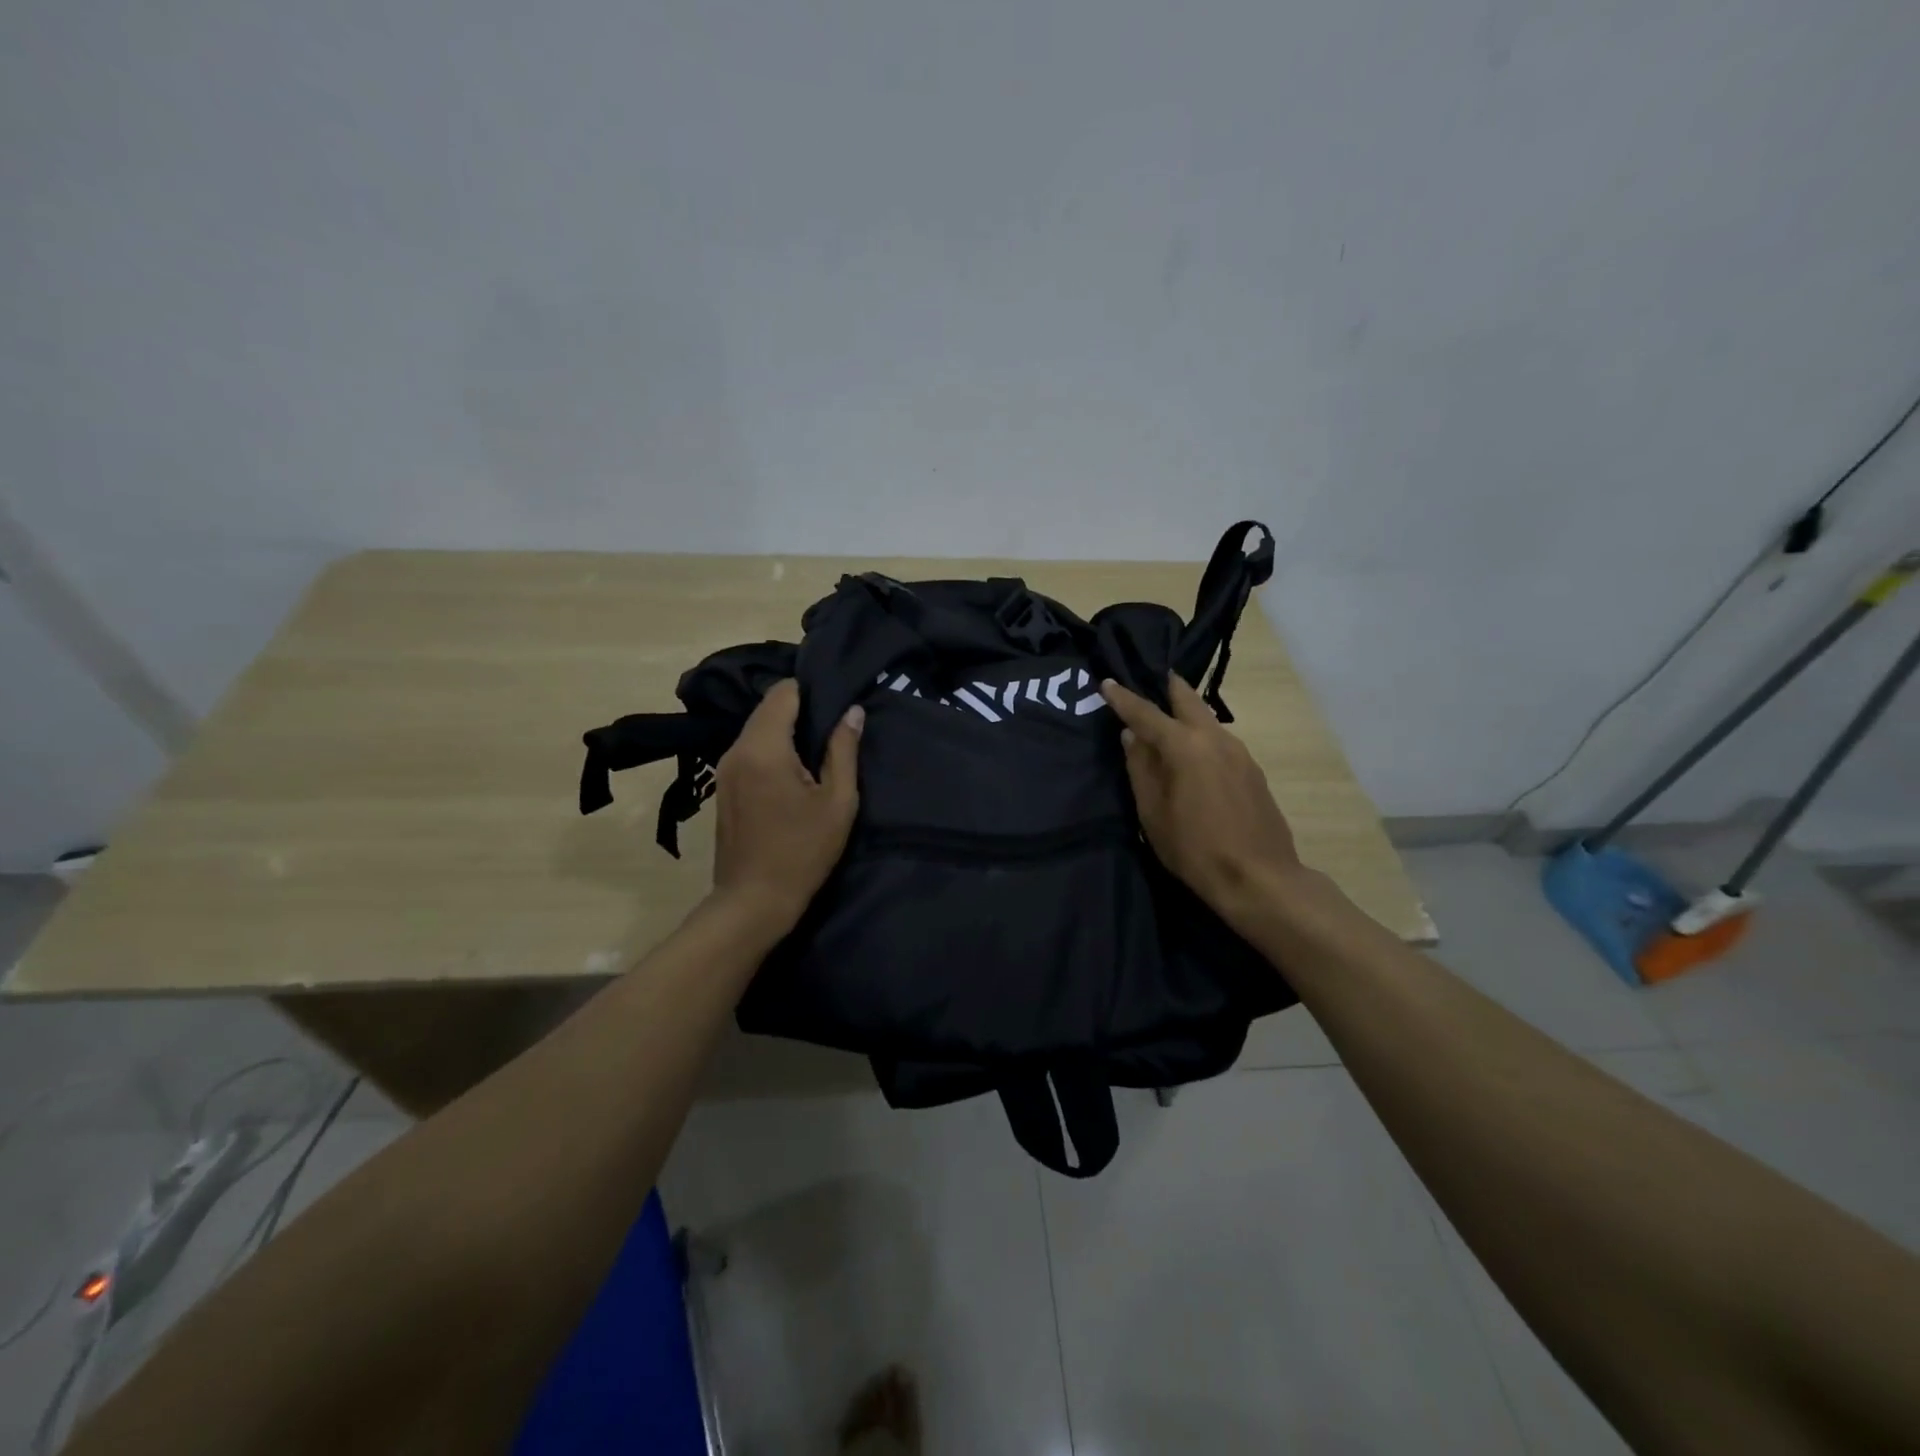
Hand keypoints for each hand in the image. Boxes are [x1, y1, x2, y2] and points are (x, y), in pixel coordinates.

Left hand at [711, 680, 862, 926]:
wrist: (754, 900)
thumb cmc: (803, 851)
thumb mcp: (838, 802)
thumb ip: (843, 750)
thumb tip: (852, 711)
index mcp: (764, 748)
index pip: (783, 693)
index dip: (811, 690)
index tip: (837, 703)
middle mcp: (737, 749)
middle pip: (767, 708)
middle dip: (799, 710)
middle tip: (833, 727)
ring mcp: (724, 767)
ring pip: (757, 728)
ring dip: (785, 730)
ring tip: (817, 749)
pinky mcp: (722, 784)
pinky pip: (749, 749)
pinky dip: (771, 748)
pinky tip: (793, 771)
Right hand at [1101, 674, 1304, 921]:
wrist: (1260, 878)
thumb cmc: (1195, 849)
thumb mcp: (1153, 813)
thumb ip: (1140, 769)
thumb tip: (1131, 737)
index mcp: (1186, 747)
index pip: (1147, 713)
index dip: (1124, 698)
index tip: (1107, 682)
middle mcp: (1216, 739)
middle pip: (1188, 699)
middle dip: (1166, 686)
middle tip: (1149, 680)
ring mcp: (1240, 753)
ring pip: (1207, 720)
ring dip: (1185, 714)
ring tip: (1166, 722)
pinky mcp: (1253, 771)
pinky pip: (1219, 742)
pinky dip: (1200, 738)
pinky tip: (1193, 757)